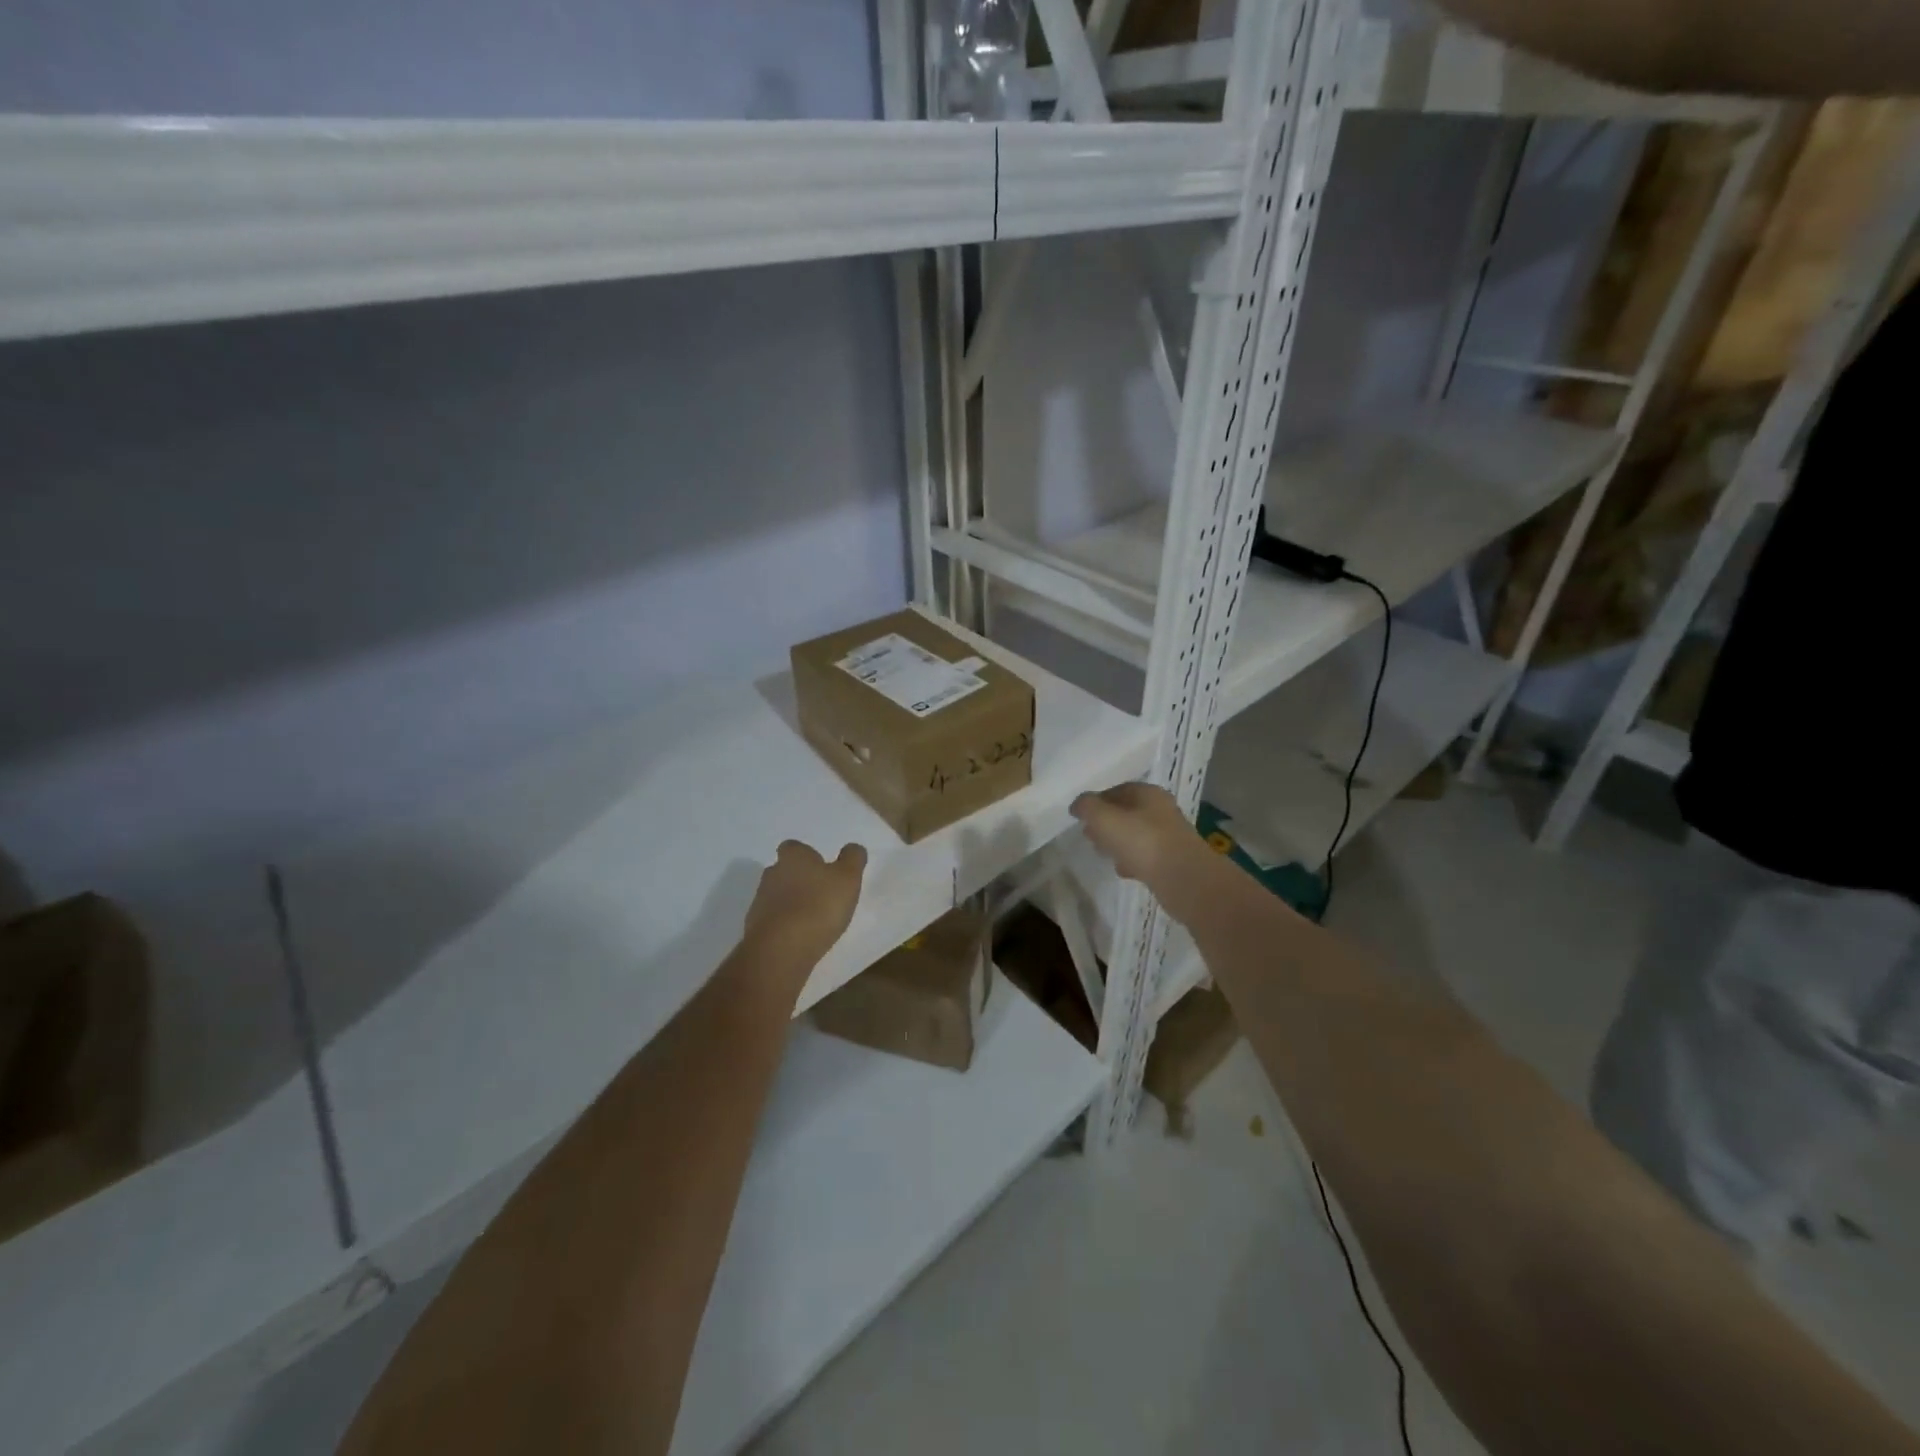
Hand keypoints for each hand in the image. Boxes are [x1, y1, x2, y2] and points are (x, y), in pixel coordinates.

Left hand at [743, 840, 867, 969]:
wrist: (781, 949)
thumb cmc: (818, 906)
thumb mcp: (848, 878)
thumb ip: (852, 859)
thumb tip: (852, 848)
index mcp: (793, 857)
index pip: (794, 847)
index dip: (807, 856)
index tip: (822, 868)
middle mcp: (772, 874)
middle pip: (784, 871)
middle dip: (799, 879)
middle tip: (820, 893)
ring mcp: (760, 902)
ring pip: (777, 896)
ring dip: (792, 903)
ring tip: (813, 919)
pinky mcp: (755, 929)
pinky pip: (773, 921)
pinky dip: (785, 925)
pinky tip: (801, 937)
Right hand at [1070, 783, 1197, 888]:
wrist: (1183, 878)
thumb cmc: (1141, 840)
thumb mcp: (1104, 818)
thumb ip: (1086, 807)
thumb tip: (1078, 805)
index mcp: (1147, 793)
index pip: (1117, 790)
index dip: (1097, 801)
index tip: (1081, 817)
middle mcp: (1161, 809)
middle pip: (1127, 812)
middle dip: (1106, 823)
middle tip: (1089, 835)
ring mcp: (1169, 835)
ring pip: (1136, 834)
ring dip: (1118, 842)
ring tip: (1102, 854)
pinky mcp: (1173, 860)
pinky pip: (1146, 855)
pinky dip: (1132, 860)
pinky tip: (1123, 871)